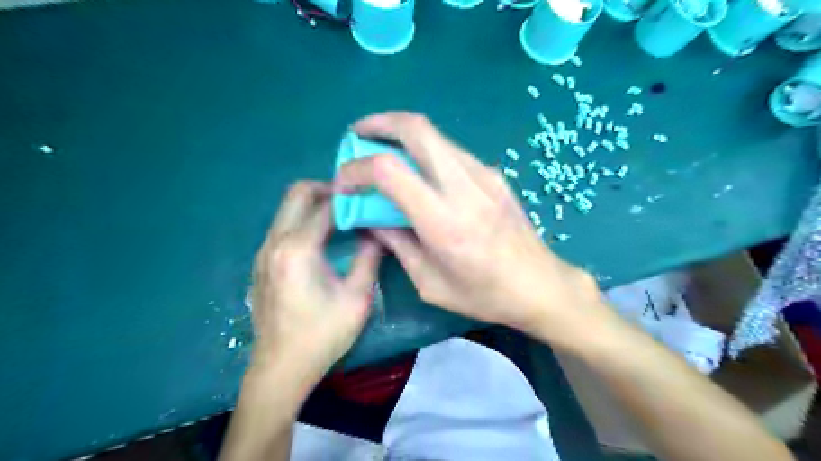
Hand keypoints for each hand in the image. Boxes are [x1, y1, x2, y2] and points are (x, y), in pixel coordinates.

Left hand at [250, 183, 381, 380]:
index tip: (371, 198)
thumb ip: (370, 258)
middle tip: (354, 201)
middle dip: (327, 189)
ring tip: (343, 217)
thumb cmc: (322, 335)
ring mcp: (263, 251)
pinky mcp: (261, 262)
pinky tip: (323, 239)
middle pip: (297, 193)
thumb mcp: (356, 298)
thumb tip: (379, 231)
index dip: (351, 198)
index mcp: (297, 249)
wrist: (280, 369)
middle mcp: (274, 242)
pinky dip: (303, 220)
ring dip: (315, 204)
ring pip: (288, 208)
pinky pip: (283, 226)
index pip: (326, 206)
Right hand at [334, 114, 608, 347]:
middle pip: (416, 128)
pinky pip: (451, 151)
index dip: (357, 169)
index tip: (345, 184)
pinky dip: (426, 151)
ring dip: (403, 135)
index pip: (389, 170)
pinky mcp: (495, 175)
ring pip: (435, 135)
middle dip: (380, 123)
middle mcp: (464, 187)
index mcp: (443, 221)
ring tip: (384, 152)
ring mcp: (484, 175)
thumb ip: (396, 245)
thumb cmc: (483, 294)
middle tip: (358, 136)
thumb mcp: (429, 283)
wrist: (540, 285)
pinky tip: (420, 172)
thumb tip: (370, 220)